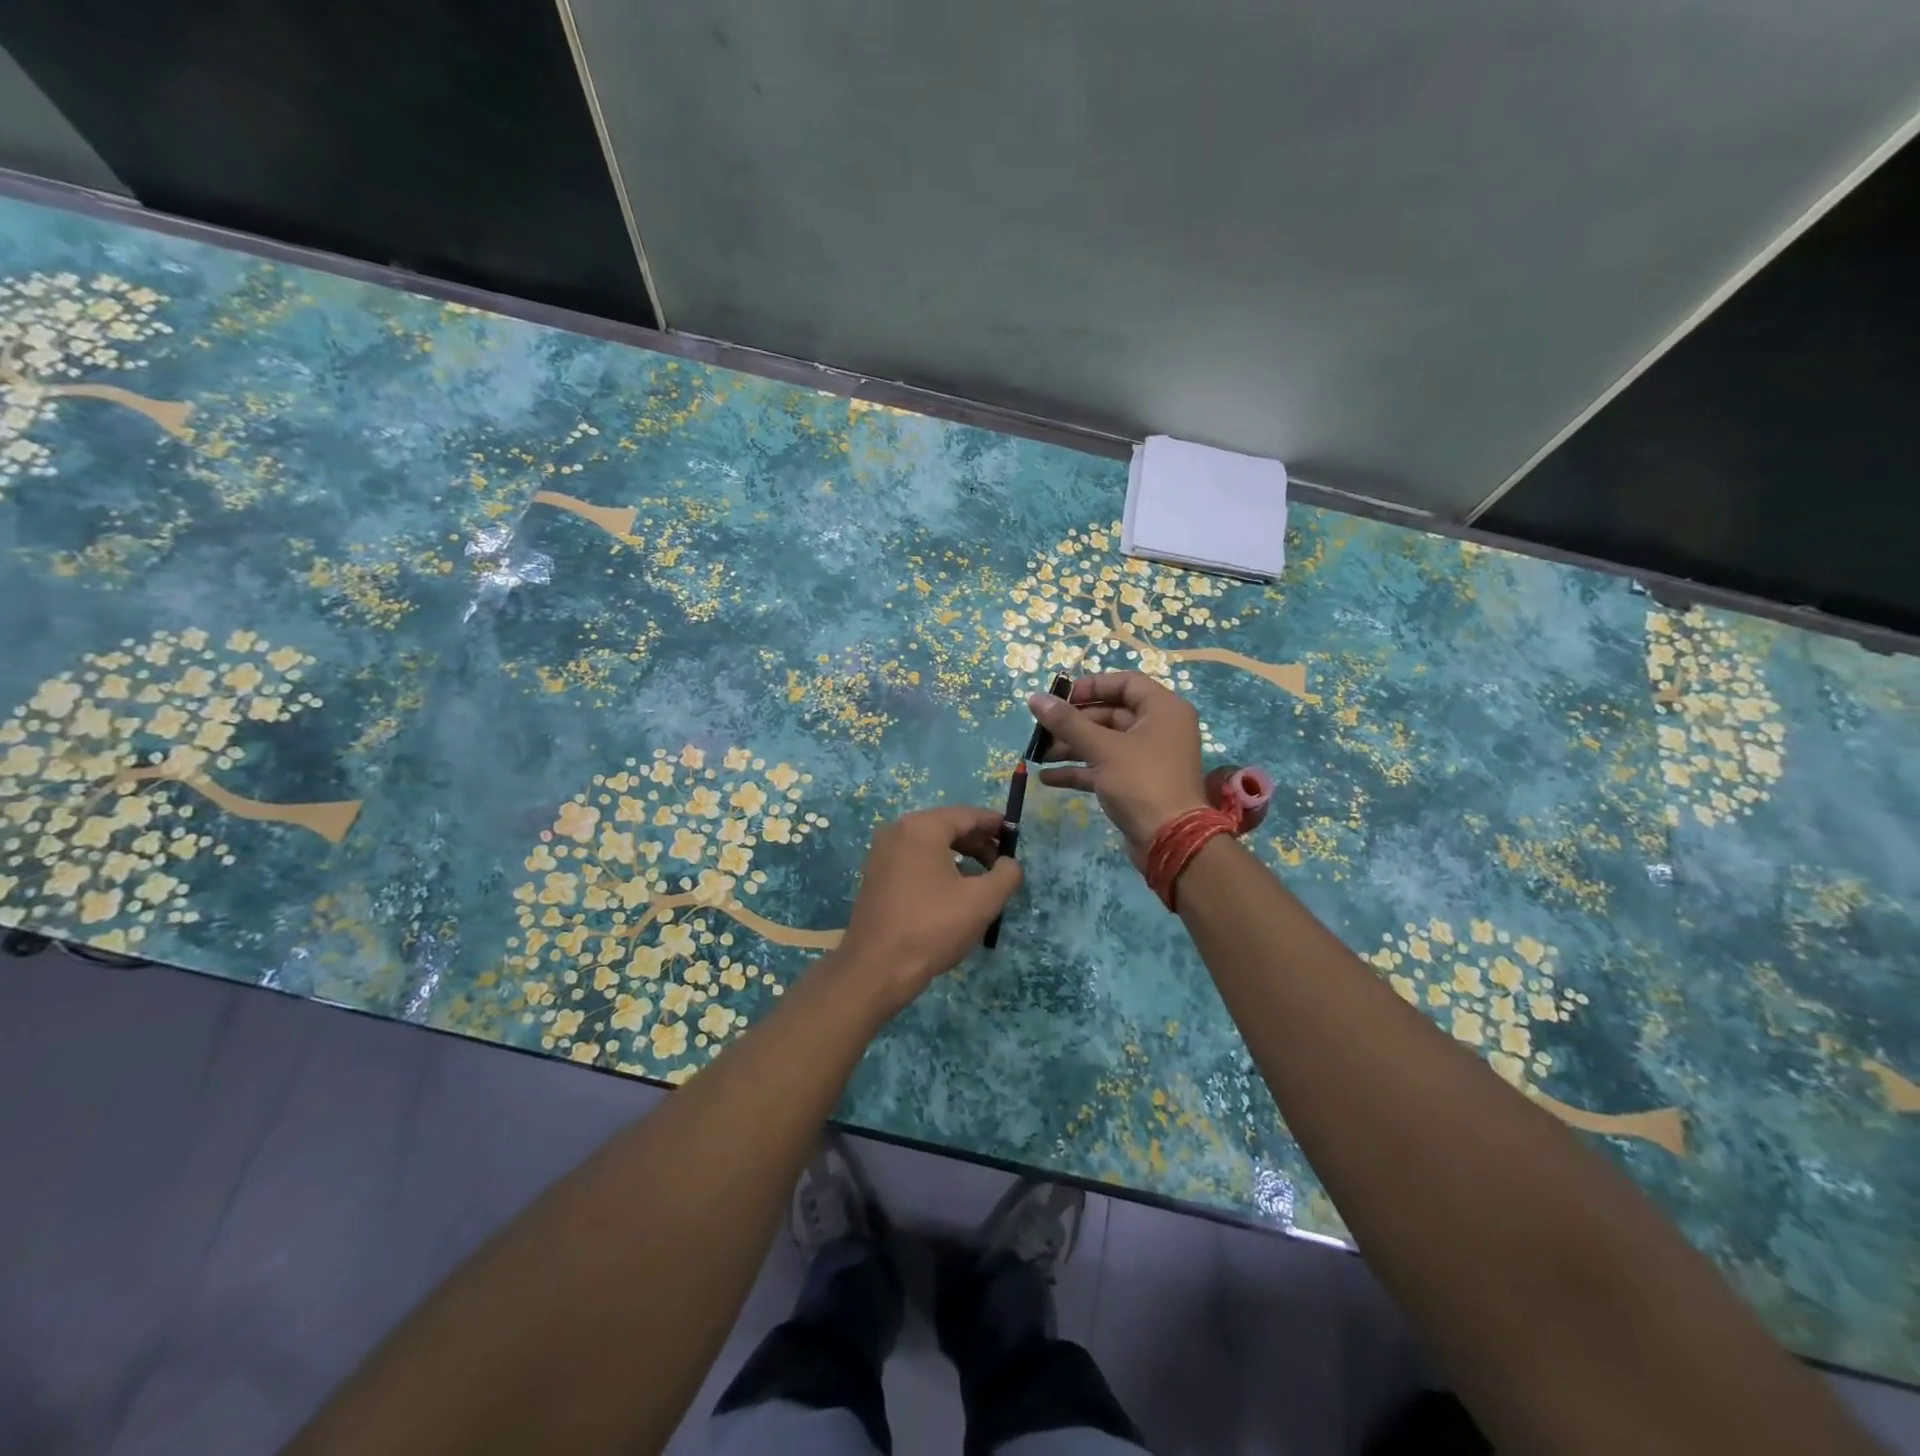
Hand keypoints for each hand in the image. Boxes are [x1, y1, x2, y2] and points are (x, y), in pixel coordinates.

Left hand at [833, 806, 1022, 1011]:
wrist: (877, 969)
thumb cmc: (932, 927)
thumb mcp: (982, 901)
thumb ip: (1006, 875)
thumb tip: (1010, 863)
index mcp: (921, 828)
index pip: (966, 815)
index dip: (994, 824)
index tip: (1016, 837)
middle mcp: (897, 832)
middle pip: (947, 827)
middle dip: (978, 842)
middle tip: (1003, 863)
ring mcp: (882, 854)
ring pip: (931, 846)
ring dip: (960, 857)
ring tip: (984, 880)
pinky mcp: (876, 877)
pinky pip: (915, 861)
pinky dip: (938, 868)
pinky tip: (954, 892)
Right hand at [1029, 672, 1208, 864]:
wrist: (1170, 841)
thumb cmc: (1142, 782)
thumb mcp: (1102, 748)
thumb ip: (1067, 722)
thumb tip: (1035, 698)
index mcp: (1163, 709)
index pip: (1126, 682)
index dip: (1092, 686)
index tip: (1061, 697)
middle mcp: (1159, 729)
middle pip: (1111, 713)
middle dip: (1074, 722)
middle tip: (1042, 729)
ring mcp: (1148, 758)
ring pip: (1105, 743)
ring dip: (1072, 747)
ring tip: (1038, 755)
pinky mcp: (1137, 784)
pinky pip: (1105, 768)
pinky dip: (1080, 770)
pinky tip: (1048, 778)